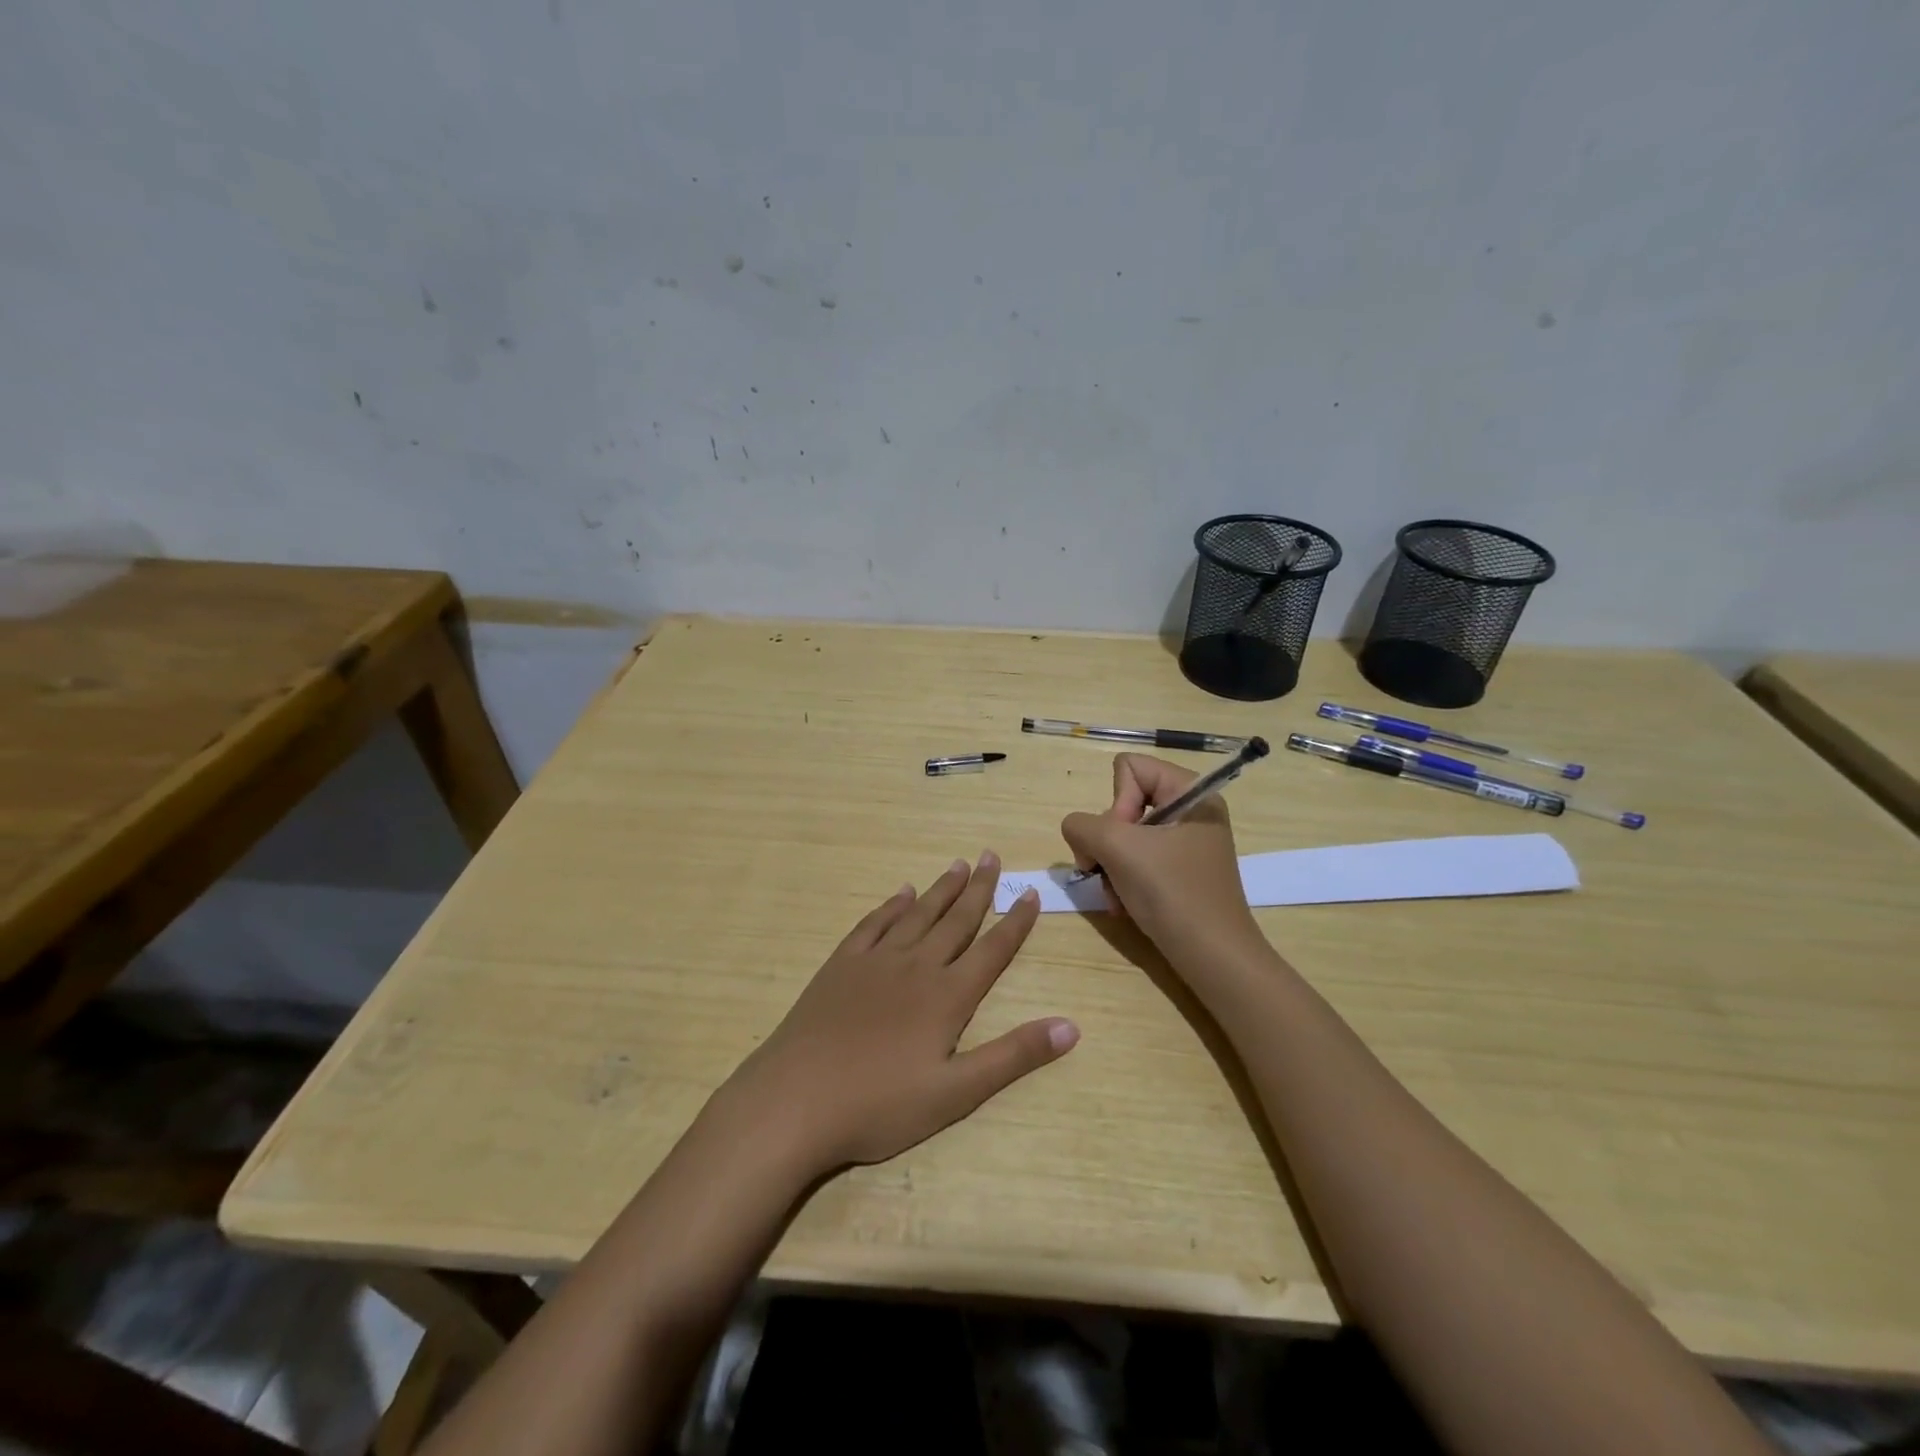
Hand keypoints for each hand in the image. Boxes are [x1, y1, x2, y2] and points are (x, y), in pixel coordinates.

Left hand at [726, 853, 1077, 1173]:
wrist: (794, 1100)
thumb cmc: (878, 1106)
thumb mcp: (955, 1094)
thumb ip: (1013, 1057)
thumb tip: (1071, 1027)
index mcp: (946, 997)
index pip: (992, 949)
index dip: (1015, 921)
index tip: (1029, 891)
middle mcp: (916, 966)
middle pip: (955, 920)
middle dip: (979, 889)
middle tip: (992, 856)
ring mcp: (875, 961)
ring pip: (918, 914)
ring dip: (941, 889)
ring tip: (958, 864)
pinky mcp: (841, 965)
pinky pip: (873, 924)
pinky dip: (892, 905)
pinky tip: (901, 893)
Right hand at [1059, 754, 1260, 966]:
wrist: (1212, 958)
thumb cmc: (1172, 893)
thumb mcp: (1117, 848)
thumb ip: (1082, 825)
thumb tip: (1078, 832)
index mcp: (1191, 793)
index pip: (1129, 768)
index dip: (1116, 802)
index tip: (1123, 839)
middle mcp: (1190, 812)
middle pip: (1123, 803)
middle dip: (1108, 842)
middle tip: (1109, 870)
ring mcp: (1185, 844)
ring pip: (1124, 836)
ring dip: (1110, 867)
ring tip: (1116, 896)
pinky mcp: (1178, 873)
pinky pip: (1136, 861)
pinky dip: (1123, 882)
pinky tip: (1125, 906)